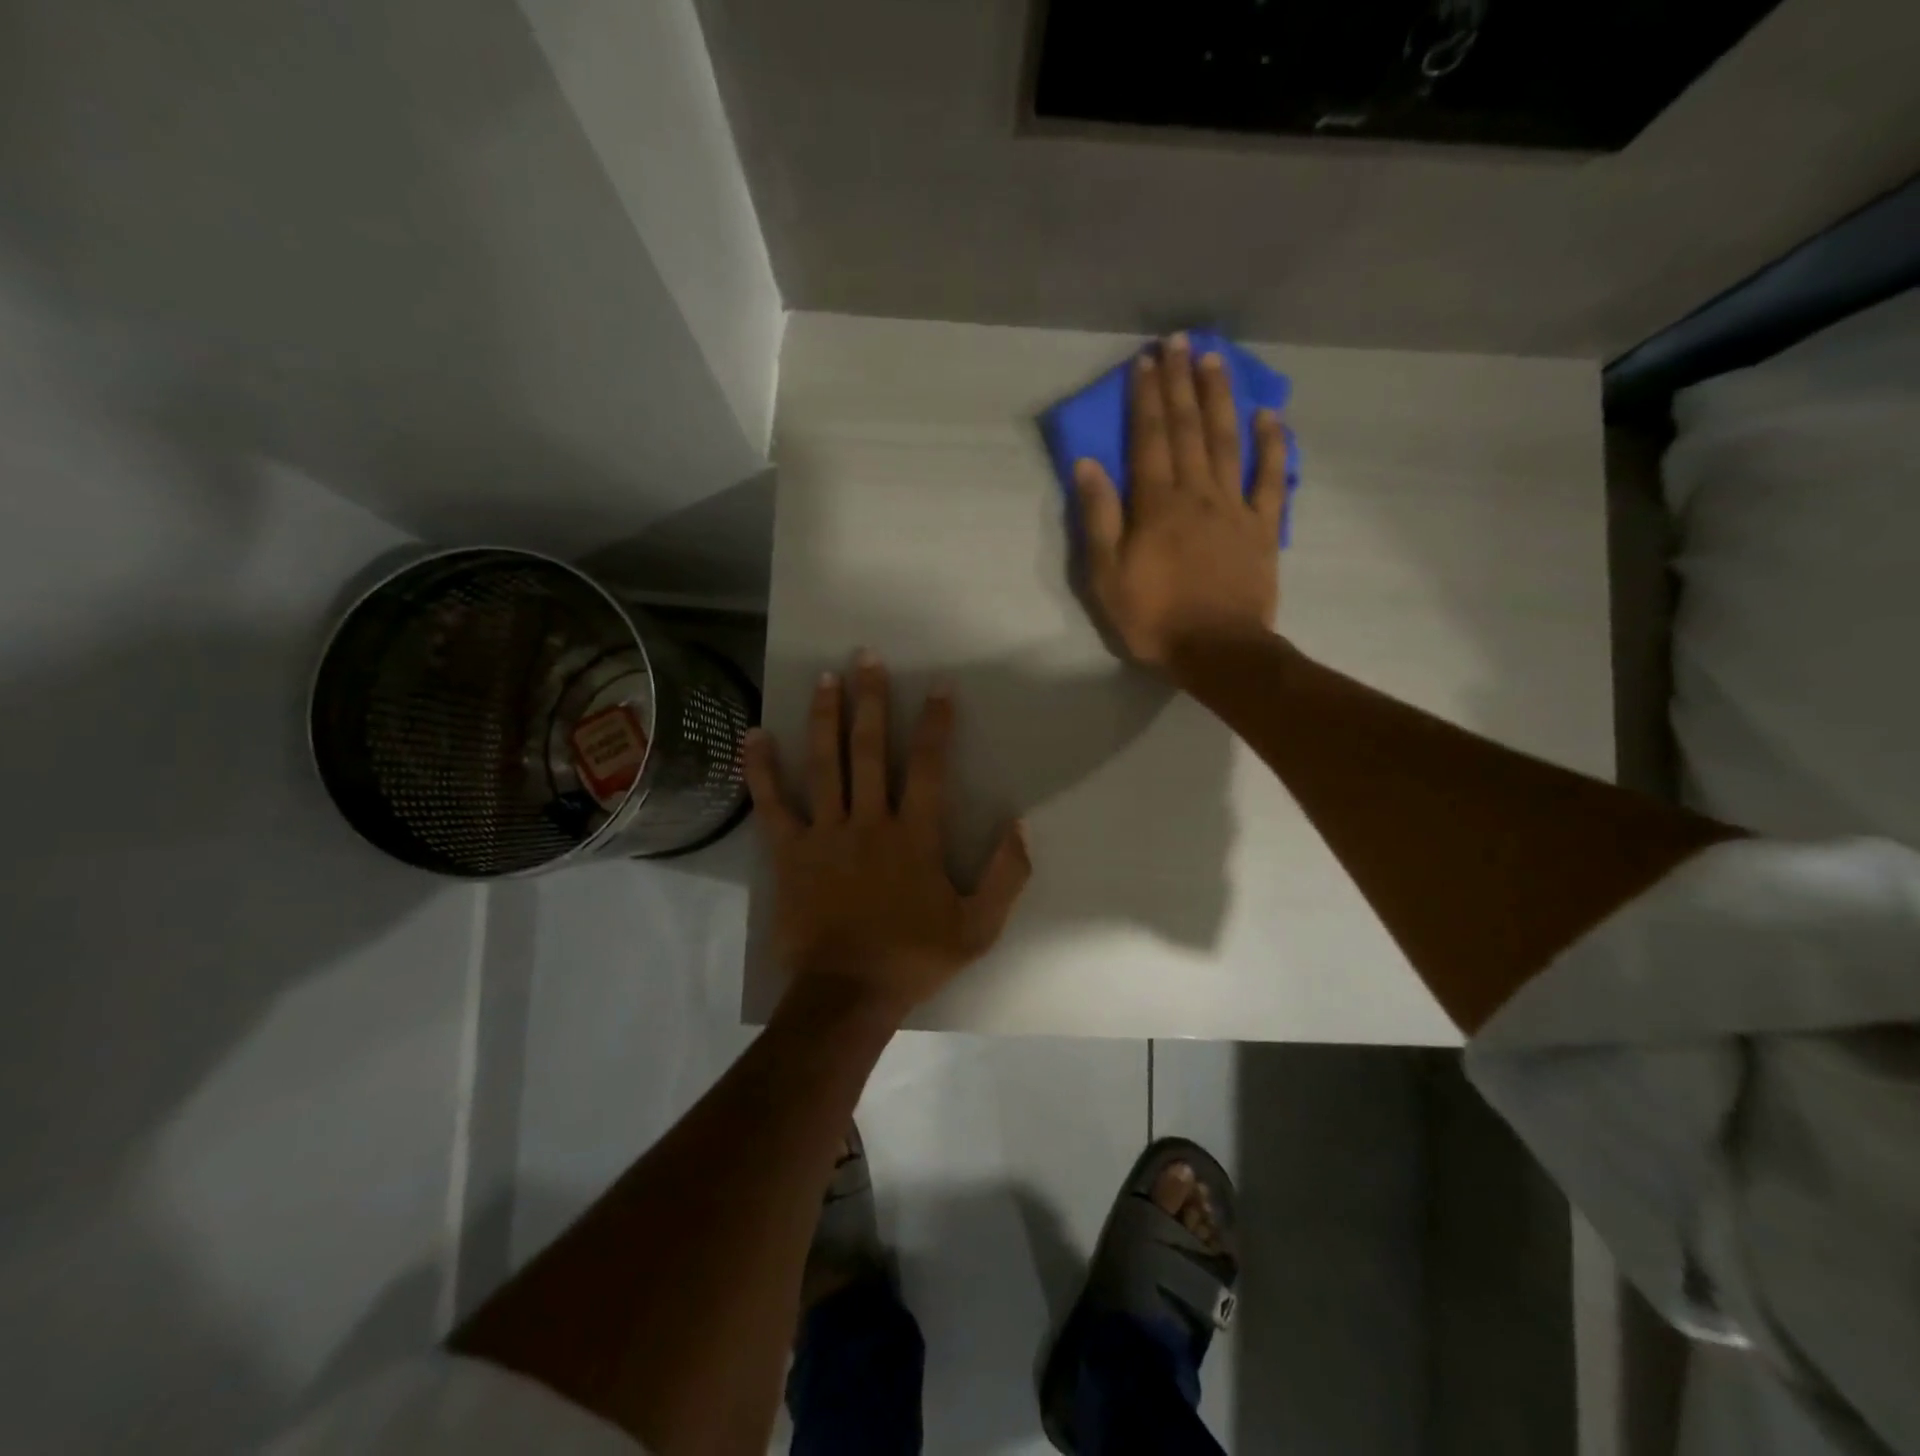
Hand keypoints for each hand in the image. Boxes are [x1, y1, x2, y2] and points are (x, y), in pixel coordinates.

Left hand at [742, 652, 1031, 1020]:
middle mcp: (869, 821)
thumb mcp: (978, 927)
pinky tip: (754, 735)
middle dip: (871, 701)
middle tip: (866, 658)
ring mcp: (825, 834)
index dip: (937, 724)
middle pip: (870, 750)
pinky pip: (772, 804)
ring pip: (825, 764)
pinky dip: (762, 769)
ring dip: (825, 718)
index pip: (930, 767)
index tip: (939, 687)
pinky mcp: (790, 852)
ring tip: (824, 678)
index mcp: (914, 836)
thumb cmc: (913, 958)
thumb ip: (1005, 875)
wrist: (847, 993)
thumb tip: (1020, 824)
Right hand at [1073, 332, 1286, 672]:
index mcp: (1156, 505)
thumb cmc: (1154, 618)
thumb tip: (1088, 464)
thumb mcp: (1107, 576)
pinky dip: (1272, 444)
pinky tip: (1269, 415)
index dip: (1145, 398)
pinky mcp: (1263, 527)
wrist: (1217, 651)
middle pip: (1188, 429)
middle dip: (1180, 382)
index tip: (1144, 361)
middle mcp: (1197, 493)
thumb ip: (1099, 518)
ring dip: (1220, 398)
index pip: (1149, 438)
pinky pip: (1269, 478)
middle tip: (1178, 341)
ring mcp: (1234, 507)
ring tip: (1215, 359)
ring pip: (1227, 441)